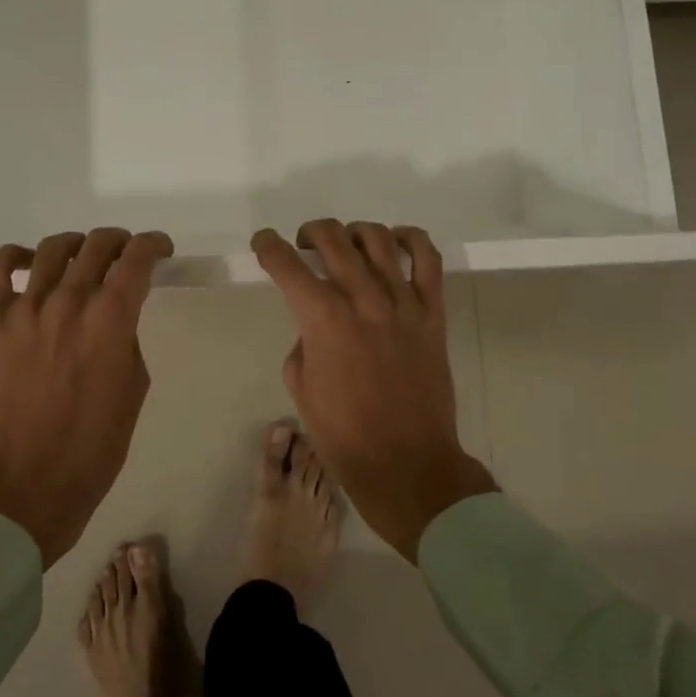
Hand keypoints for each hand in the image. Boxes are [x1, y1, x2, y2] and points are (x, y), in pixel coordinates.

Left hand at [0, 229, 173, 568]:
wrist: (30, 484)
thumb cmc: (95, 445)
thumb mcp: (134, 387)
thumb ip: (126, 338)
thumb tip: (114, 315)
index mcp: (110, 319)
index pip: (137, 259)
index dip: (154, 245)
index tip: (161, 249)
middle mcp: (69, 302)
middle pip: (98, 245)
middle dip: (121, 242)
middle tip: (127, 256)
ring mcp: (27, 310)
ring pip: (53, 248)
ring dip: (77, 245)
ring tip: (84, 257)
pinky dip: (12, 256)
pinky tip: (29, 261)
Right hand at [253, 220, 497, 560]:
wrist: (407, 464)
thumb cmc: (344, 435)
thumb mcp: (302, 387)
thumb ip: (304, 341)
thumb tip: (317, 323)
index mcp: (323, 319)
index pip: (287, 265)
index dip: (268, 246)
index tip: (263, 242)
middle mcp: (362, 299)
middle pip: (333, 239)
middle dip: (309, 232)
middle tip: (303, 244)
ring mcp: (402, 303)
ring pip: (378, 239)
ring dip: (353, 232)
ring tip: (346, 244)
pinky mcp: (432, 313)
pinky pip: (429, 260)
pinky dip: (411, 239)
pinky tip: (395, 242)